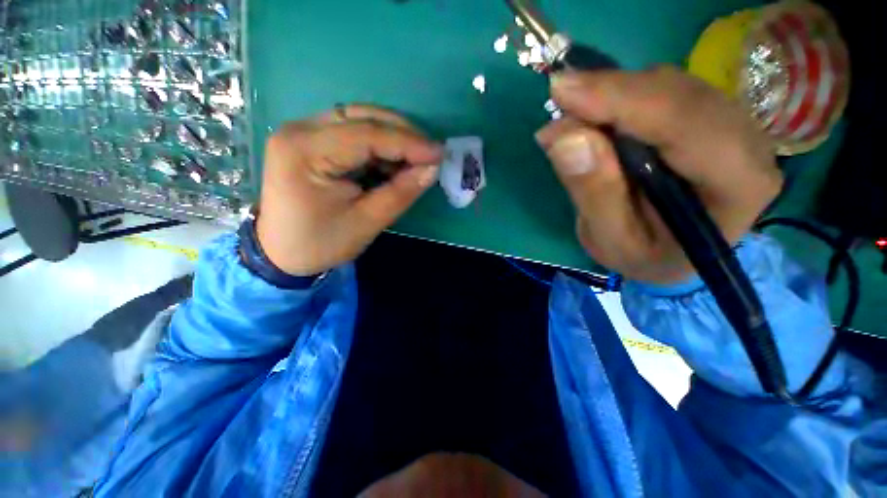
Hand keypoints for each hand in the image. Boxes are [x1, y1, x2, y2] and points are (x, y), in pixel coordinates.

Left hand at [257, 105, 441, 275]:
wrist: (282, 254)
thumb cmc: (321, 243)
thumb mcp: (366, 222)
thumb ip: (400, 192)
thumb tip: (432, 169)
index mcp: (305, 151)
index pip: (366, 135)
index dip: (409, 143)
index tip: (439, 154)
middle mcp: (300, 130)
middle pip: (362, 117)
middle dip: (403, 134)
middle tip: (430, 153)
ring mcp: (302, 132)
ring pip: (359, 120)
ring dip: (393, 137)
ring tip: (416, 159)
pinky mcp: (310, 141)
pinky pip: (352, 133)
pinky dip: (379, 145)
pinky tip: (394, 161)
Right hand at [535, 67, 781, 284]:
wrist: (671, 255)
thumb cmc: (645, 255)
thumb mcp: (611, 240)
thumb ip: (593, 192)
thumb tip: (564, 137)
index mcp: (737, 185)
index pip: (685, 123)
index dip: (622, 100)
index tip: (563, 92)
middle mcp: (748, 144)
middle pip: (679, 94)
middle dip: (613, 92)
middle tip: (559, 99)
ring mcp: (732, 125)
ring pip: (670, 85)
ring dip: (615, 93)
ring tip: (573, 115)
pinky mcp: (708, 117)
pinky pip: (664, 90)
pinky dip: (623, 97)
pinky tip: (597, 115)